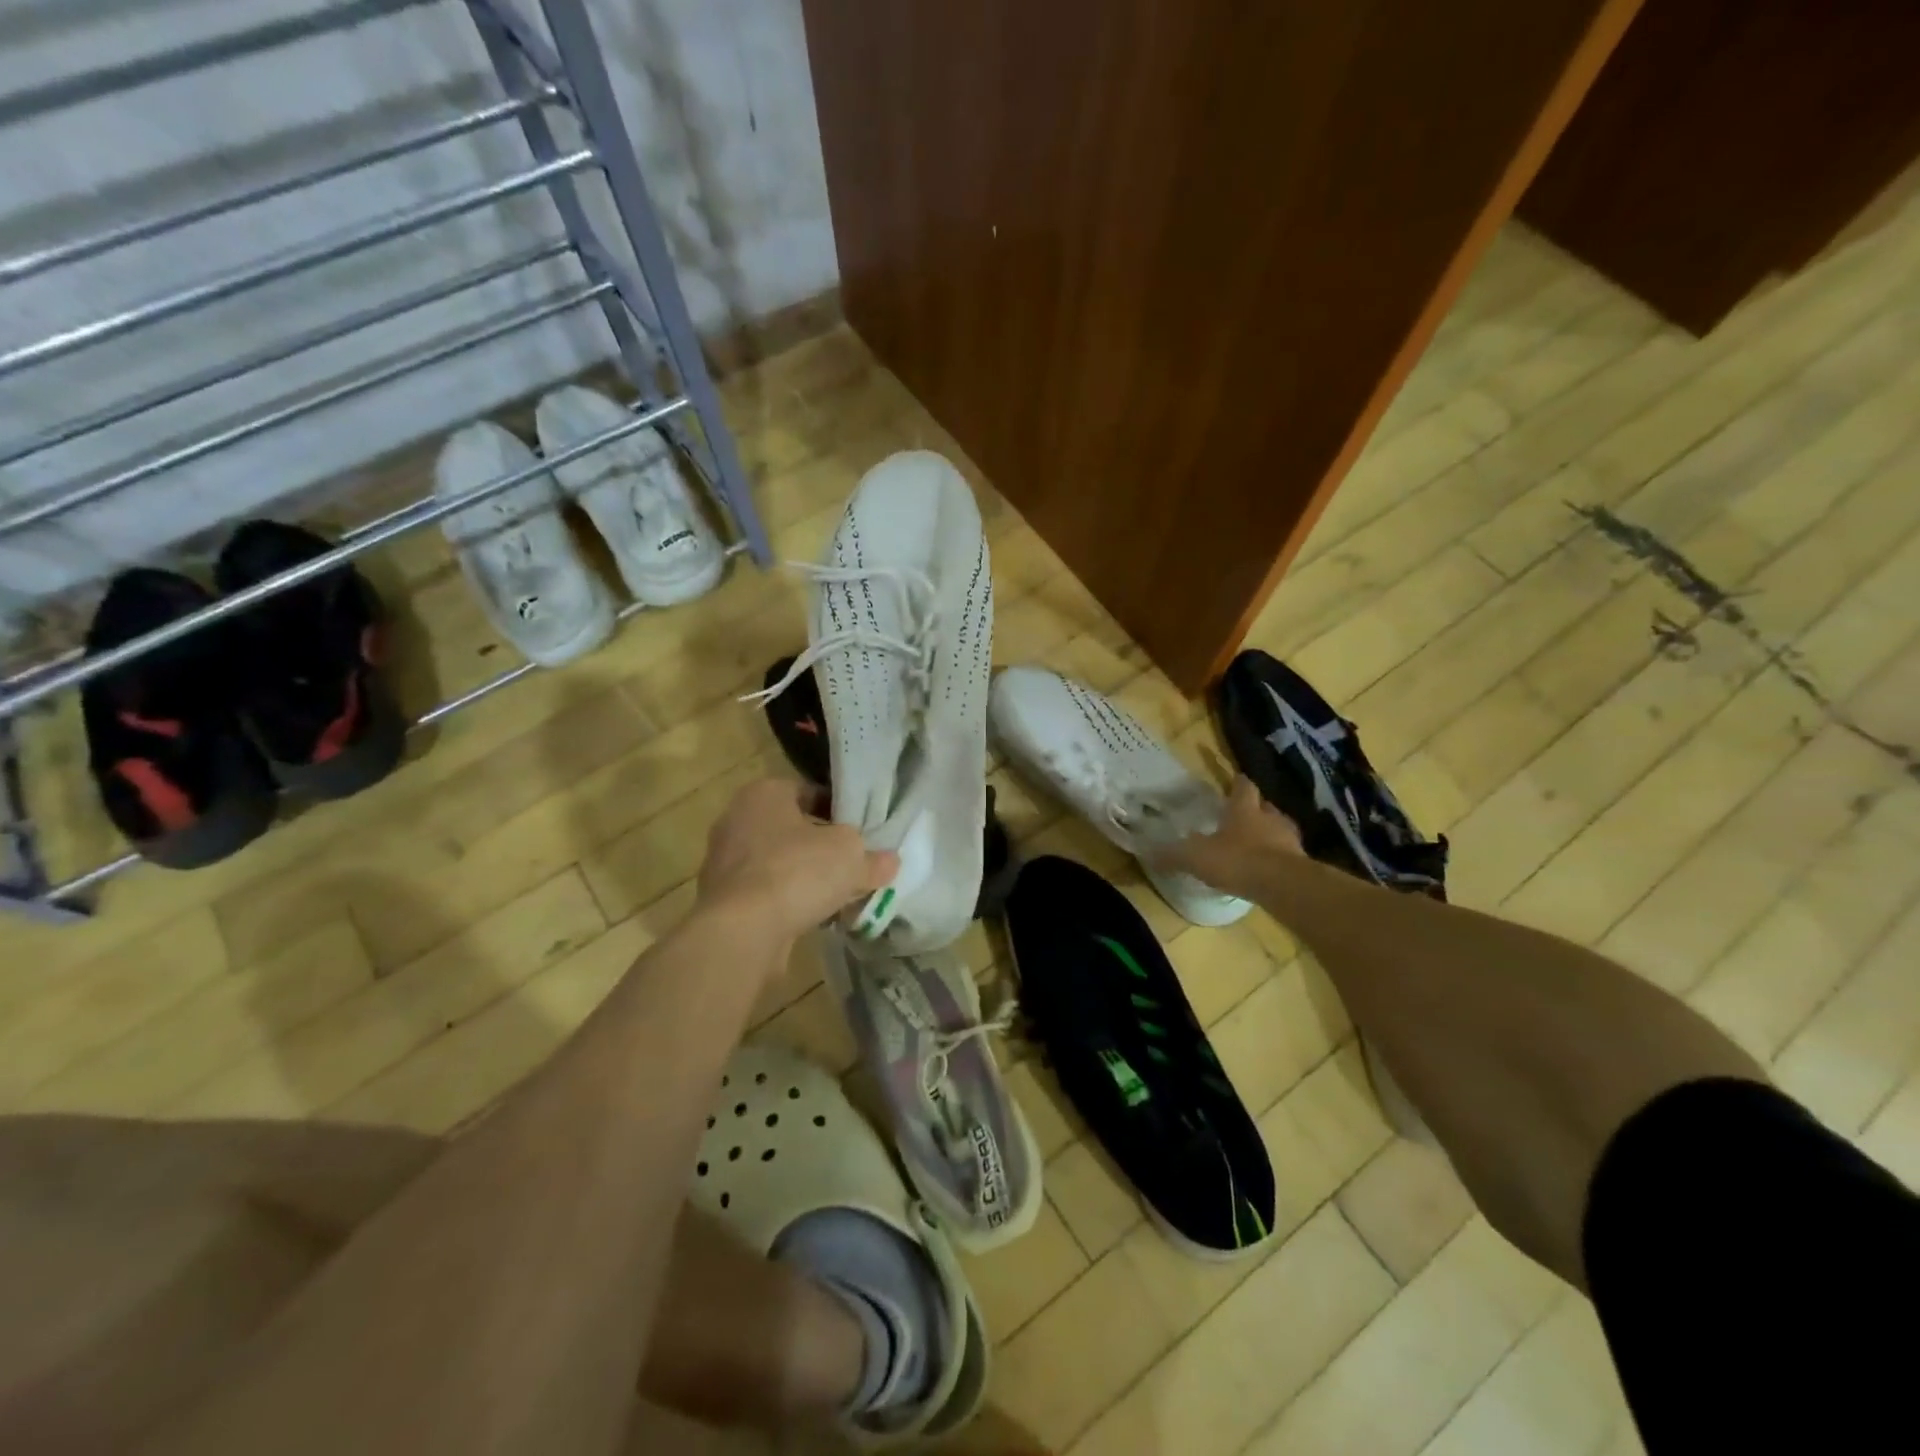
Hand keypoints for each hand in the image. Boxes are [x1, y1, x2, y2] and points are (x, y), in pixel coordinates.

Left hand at [697, 778, 899, 943]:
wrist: (741, 932)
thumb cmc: (796, 872)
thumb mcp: (850, 855)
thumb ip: (872, 856)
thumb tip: (888, 862)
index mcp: (764, 793)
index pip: (810, 791)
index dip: (840, 810)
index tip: (863, 831)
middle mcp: (737, 820)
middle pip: (794, 830)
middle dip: (823, 848)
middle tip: (854, 865)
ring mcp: (725, 862)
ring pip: (780, 864)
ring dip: (807, 878)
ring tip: (840, 897)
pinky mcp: (722, 900)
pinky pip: (767, 893)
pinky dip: (789, 902)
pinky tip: (816, 919)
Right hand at [1150, 775, 1302, 900]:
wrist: (1284, 886)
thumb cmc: (1238, 861)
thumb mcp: (1196, 857)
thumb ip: (1173, 854)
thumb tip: (1147, 852)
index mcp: (1244, 810)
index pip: (1243, 787)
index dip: (1238, 783)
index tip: (1236, 780)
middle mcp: (1269, 818)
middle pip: (1265, 806)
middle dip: (1256, 809)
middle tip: (1245, 815)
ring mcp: (1290, 841)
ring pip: (1280, 829)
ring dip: (1271, 833)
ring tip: (1258, 843)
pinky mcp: (1302, 864)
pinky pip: (1289, 855)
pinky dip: (1279, 859)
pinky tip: (1269, 869)